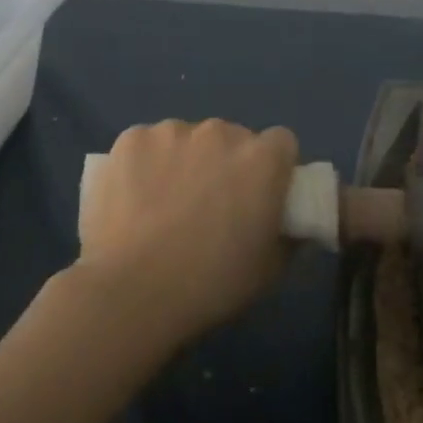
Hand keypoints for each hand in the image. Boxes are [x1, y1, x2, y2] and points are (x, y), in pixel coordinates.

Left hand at [77, 119, 299, 346]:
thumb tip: (292, 227)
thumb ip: (288, 238)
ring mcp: (172, 131)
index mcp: (262, 160)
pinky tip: (132, 197)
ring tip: (163, 204)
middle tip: (209, 204)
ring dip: (184, 160)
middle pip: (231, 137)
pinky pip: (146, 144)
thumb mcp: (268, 271)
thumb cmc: (210, 284)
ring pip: (186, 138)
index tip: (259, 194)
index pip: (280, 143)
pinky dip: (144, 163)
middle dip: (225, 163)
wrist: (132, 291)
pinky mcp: (131, 138)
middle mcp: (221, 132)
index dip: (272, 167)